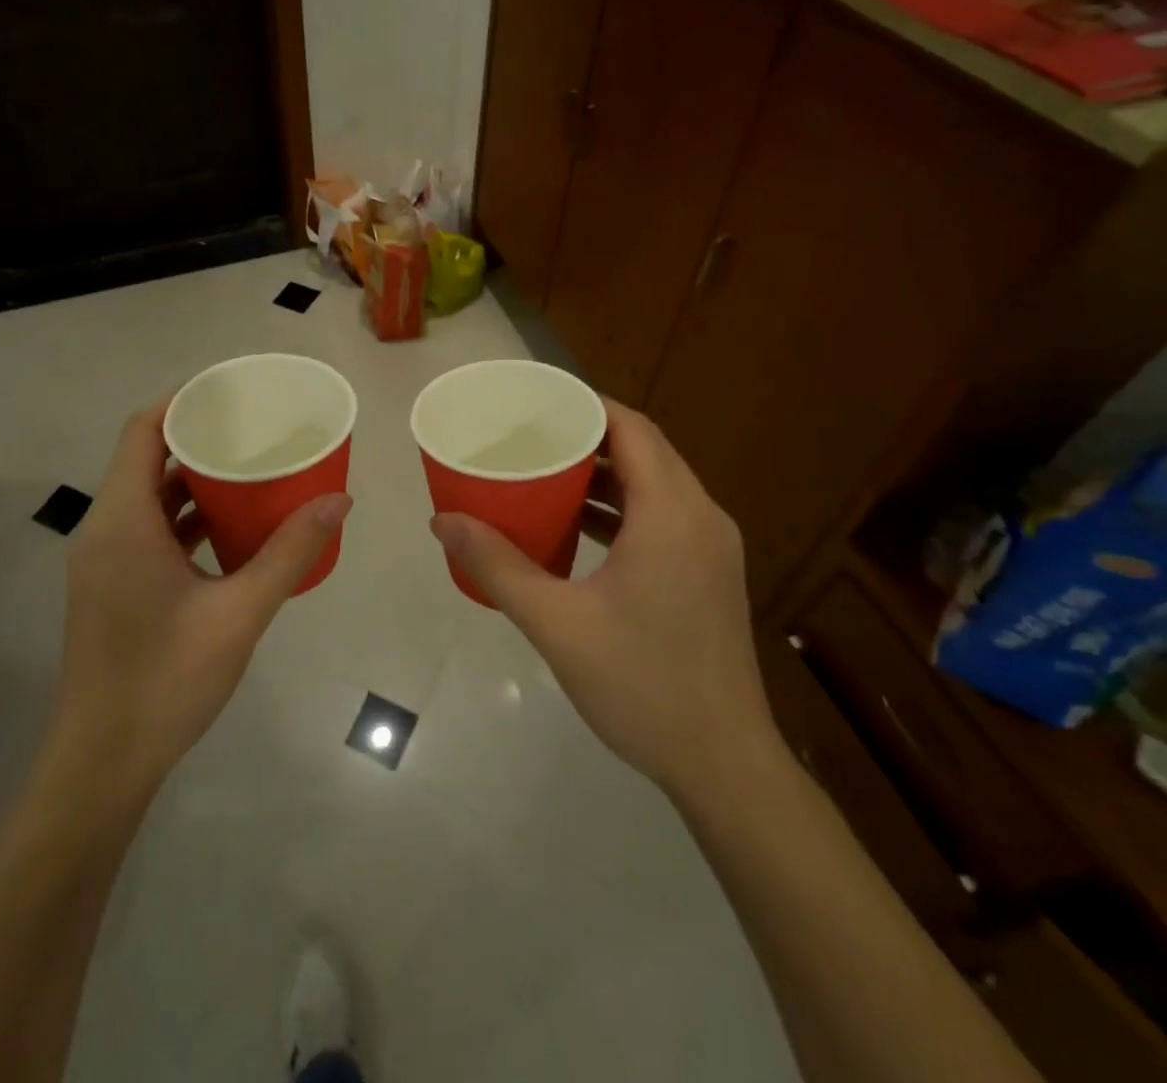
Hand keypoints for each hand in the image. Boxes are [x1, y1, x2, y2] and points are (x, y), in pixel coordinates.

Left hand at [54, 399, 351, 792]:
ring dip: (193, 482)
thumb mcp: (240, 612)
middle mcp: (104, 530)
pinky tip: (230, 529)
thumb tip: (339, 499)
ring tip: (250, 471)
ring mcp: (103, 561)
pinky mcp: (111, 587)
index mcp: (122, 521)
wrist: (102, 764)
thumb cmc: (166, 679)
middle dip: (198, 439)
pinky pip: (147, 530)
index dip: (182, 401)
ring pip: (147, 498)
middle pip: (145, 459)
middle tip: (254, 431)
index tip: (231, 393)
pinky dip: (184, 518)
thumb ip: (291, 553)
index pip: (142, 430)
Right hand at [430, 399, 777, 794]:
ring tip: (546, 473)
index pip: (632, 428)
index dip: (586, 405)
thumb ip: (497, 566)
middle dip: (589, 435)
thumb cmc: (642, 685)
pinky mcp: (710, 572)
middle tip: (531, 435)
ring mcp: (712, 546)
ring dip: (606, 472)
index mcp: (672, 513)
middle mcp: (702, 516)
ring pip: (656, 483)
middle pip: (645, 450)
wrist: (724, 764)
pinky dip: (623, 506)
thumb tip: (442, 521)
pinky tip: (580, 526)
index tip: (536, 402)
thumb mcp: (557, 623)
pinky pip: (664, 514)